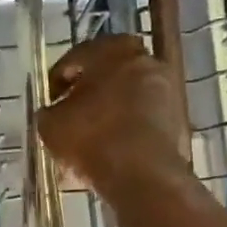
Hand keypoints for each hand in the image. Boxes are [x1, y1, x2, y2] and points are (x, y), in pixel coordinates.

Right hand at [38, 35, 193, 204]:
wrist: (142, 175)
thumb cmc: (91, 139)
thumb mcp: (50, 126)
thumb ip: (49, 111)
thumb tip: (53, 111)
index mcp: (110, 51)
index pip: (76, 56)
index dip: (58, 79)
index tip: (50, 101)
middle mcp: (143, 60)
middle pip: (109, 70)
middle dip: (89, 88)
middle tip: (73, 109)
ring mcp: (165, 87)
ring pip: (129, 91)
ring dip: (111, 106)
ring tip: (93, 132)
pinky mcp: (177, 115)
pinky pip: (144, 113)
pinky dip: (128, 123)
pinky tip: (113, 146)